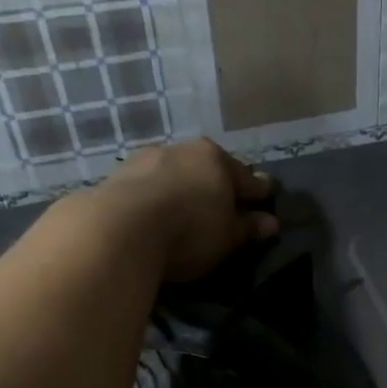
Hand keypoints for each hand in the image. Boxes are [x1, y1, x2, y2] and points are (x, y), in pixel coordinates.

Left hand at [101, 139, 279, 280]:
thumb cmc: (190, 230)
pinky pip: (146, 187)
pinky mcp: (115, 177)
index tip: (266, 196)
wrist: (120, 229)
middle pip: (207, 169)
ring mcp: (145, 159)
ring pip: (173, 174)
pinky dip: (155, 198)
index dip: (258, 191)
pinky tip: (155, 213)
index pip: (246, 177)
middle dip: (217, 185)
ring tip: (185, 209)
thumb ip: (248, 228)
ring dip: (182, 188)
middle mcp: (181, 150)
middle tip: (224, 203)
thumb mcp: (228, 236)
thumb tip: (271, 223)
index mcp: (216, 159)